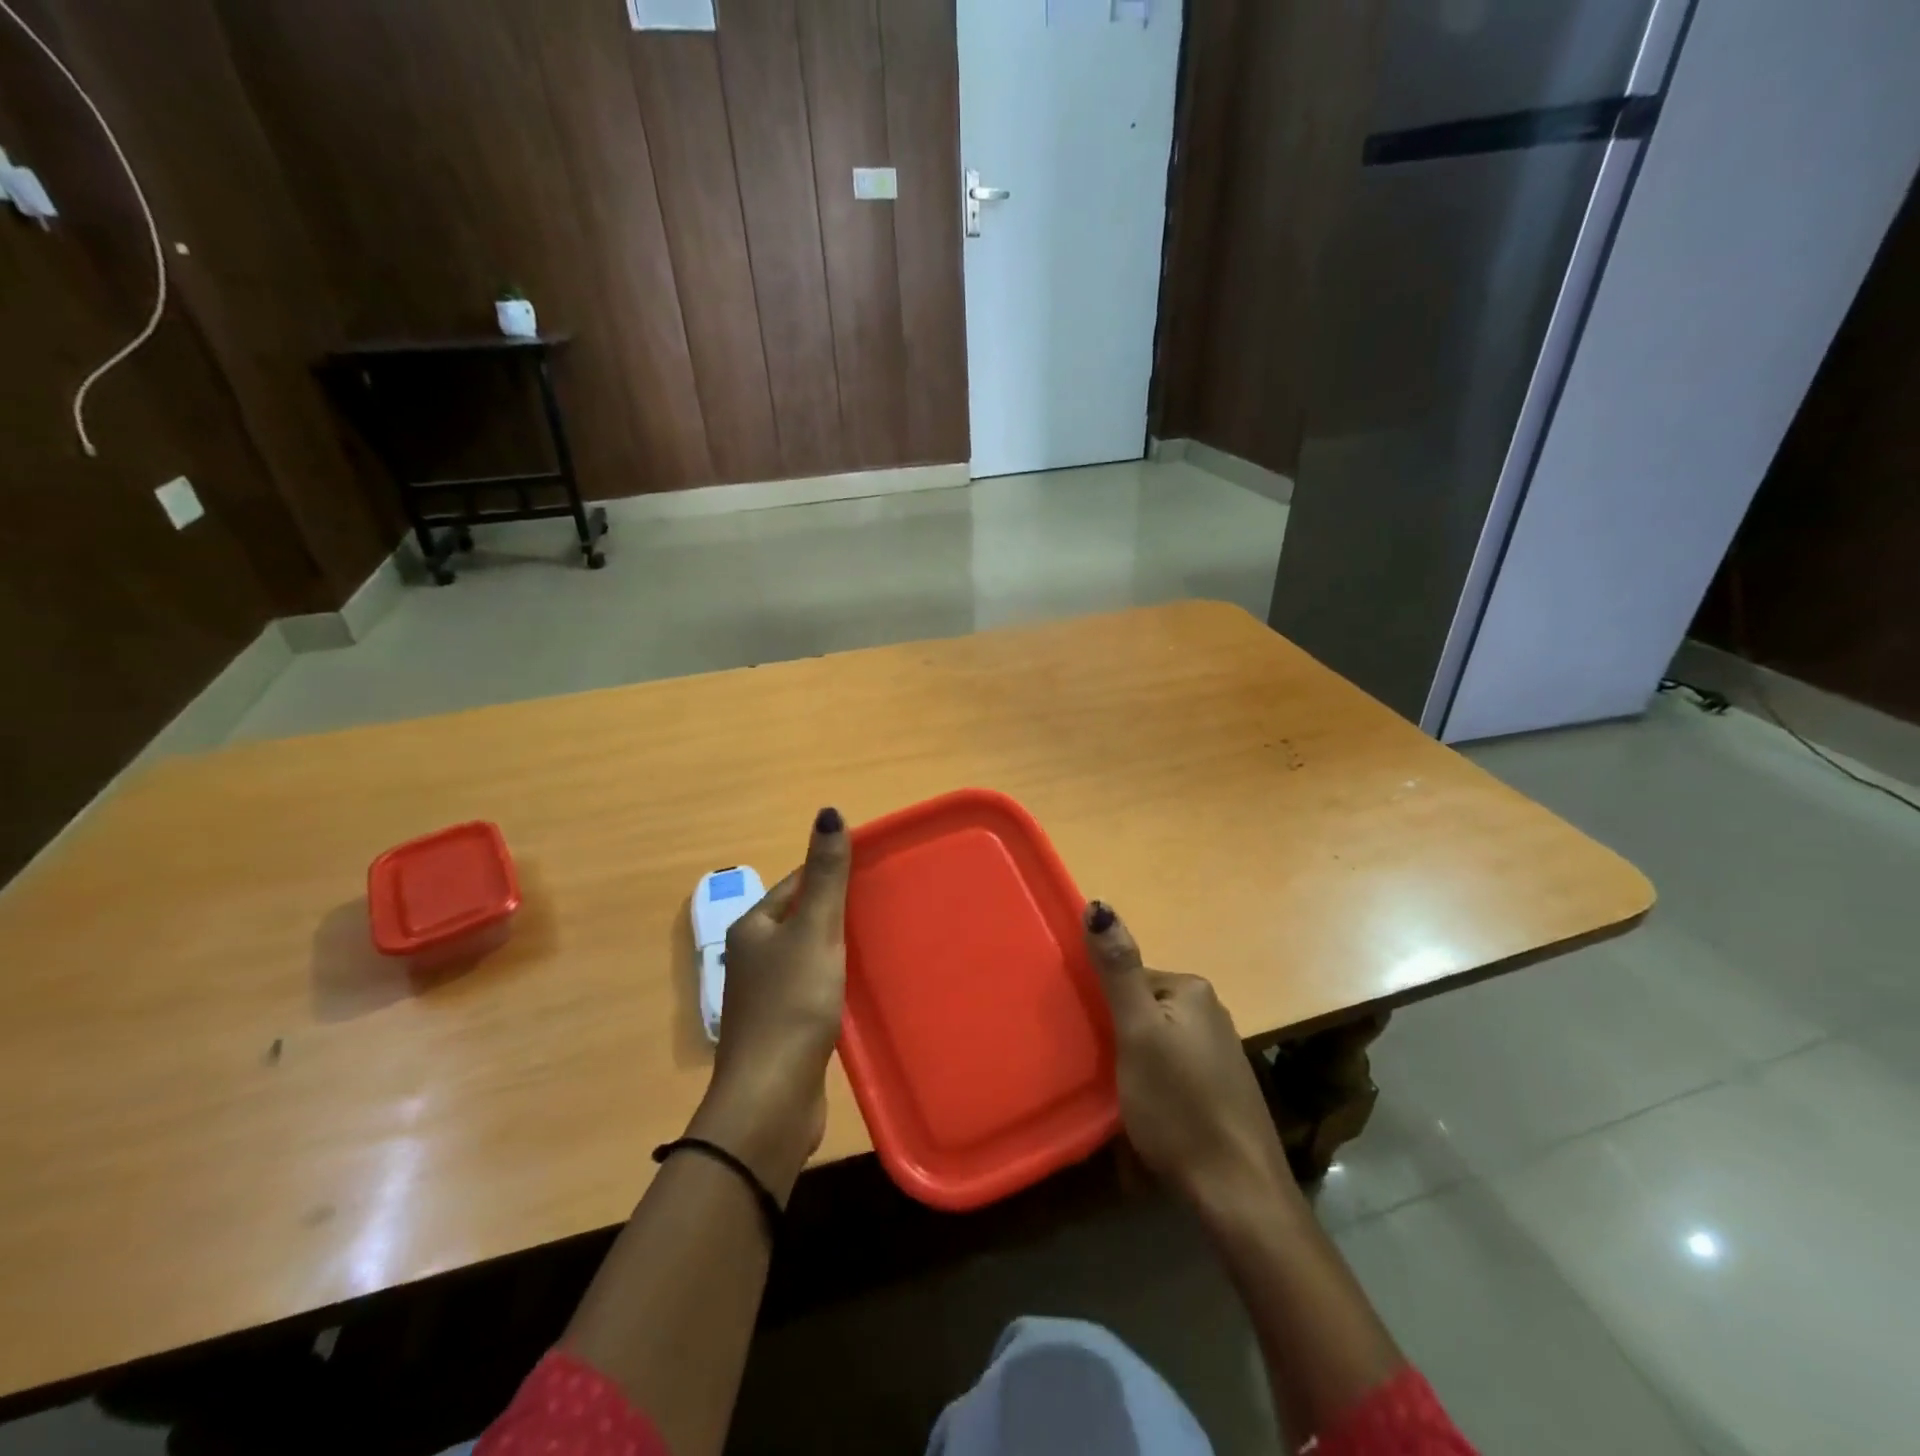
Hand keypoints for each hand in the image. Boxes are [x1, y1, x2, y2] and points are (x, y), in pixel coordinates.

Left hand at [687, 808, 850, 1201]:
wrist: (771, 1098)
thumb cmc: (792, 1005)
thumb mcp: (815, 931)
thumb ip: (826, 875)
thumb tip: (828, 812)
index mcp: (754, 927)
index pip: (796, 883)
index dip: (831, 872)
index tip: (873, 869)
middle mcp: (753, 957)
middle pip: (802, 919)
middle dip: (839, 910)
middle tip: (887, 904)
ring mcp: (765, 996)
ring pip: (808, 956)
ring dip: (839, 947)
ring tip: (882, 940)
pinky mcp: (782, 1028)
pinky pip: (813, 989)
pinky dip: (836, 982)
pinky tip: (862, 988)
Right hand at [1085, 900, 1291, 1213]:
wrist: (1238, 1190)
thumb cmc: (1179, 1106)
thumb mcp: (1137, 1033)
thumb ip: (1118, 970)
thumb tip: (1099, 904)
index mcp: (1192, 989)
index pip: (1129, 977)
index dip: (1103, 1005)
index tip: (1089, 1038)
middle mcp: (1211, 1010)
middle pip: (1143, 1007)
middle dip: (1118, 1033)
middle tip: (1101, 1069)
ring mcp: (1220, 1050)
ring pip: (1157, 1039)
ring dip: (1134, 1059)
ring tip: (1120, 1094)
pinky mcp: (1222, 1086)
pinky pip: (1174, 1066)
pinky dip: (1155, 1080)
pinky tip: (1150, 1110)